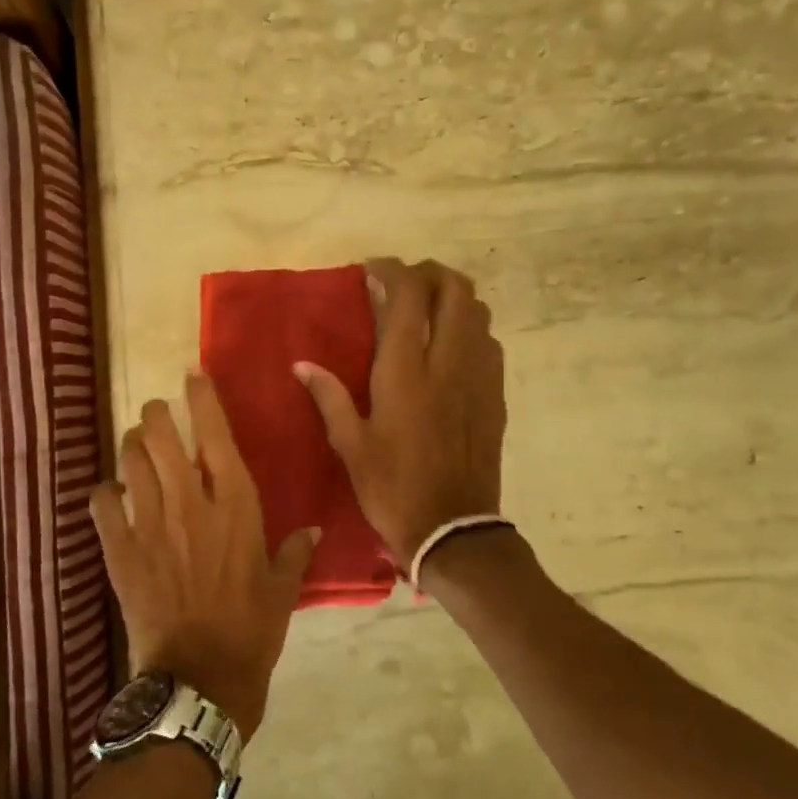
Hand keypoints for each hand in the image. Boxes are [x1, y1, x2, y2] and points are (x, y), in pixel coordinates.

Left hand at [91, 373, 318, 738]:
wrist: (200, 678)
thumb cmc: (250, 631)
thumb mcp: (282, 591)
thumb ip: (295, 553)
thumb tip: (312, 530)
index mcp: (235, 506)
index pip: (216, 435)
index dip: (202, 399)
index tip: (192, 376)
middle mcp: (190, 504)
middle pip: (162, 437)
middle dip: (157, 414)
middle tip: (158, 412)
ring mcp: (150, 524)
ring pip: (131, 462)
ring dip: (131, 445)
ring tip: (136, 443)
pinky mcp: (120, 550)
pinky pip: (102, 504)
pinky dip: (104, 492)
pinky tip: (111, 493)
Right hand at [294, 258, 506, 565]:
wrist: (453, 529)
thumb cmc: (392, 488)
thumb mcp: (350, 445)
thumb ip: (329, 397)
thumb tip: (301, 364)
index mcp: (406, 371)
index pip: (408, 295)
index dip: (392, 270)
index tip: (372, 270)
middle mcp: (449, 362)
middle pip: (455, 289)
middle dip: (430, 273)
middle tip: (403, 283)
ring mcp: (479, 376)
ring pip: (478, 311)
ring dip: (453, 297)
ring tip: (426, 309)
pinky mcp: (495, 395)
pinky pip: (489, 342)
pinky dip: (469, 328)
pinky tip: (449, 348)